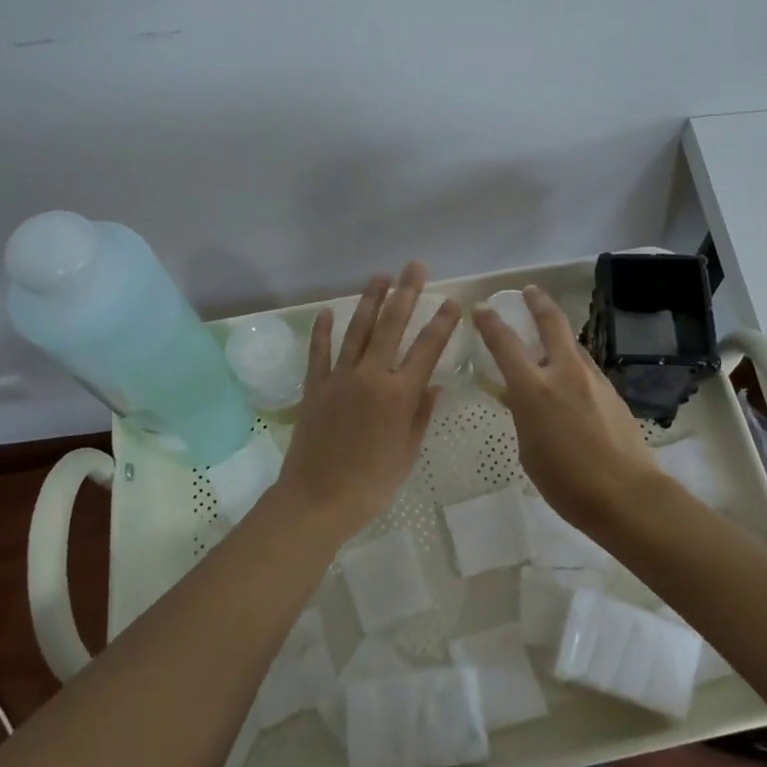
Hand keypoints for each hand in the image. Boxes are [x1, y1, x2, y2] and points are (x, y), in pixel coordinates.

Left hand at [273, 261, 460, 538]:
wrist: (317, 500)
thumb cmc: (371, 484)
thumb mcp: (406, 453)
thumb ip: (420, 415)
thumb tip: (433, 385)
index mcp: (399, 395)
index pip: (427, 349)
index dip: (441, 323)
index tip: (451, 301)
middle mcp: (371, 376)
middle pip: (392, 326)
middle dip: (406, 293)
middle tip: (415, 266)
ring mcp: (340, 378)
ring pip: (358, 330)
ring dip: (370, 300)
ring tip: (380, 276)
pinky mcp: (315, 387)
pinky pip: (320, 352)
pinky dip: (324, 330)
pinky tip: (329, 310)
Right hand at [472, 285, 664, 531]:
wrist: (626, 495)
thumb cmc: (566, 482)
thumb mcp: (529, 450)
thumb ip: (523, 415)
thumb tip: (519, 396)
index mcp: (534, 389)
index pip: (505, 343)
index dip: (490, 322)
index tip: (482, 308)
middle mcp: (564, 373)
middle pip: (551, 322)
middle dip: (538, 302)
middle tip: (530, 291)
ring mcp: (593, 379)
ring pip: (573, 345)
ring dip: (559, 336)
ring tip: (550, 339)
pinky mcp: (612, 391)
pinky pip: (587, 368)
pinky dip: (574, 364)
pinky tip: (571, 382)